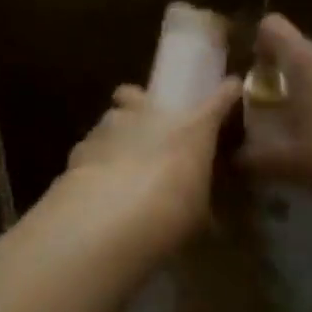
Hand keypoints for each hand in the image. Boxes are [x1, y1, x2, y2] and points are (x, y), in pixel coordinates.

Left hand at [64, 78, 240, 251]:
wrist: (110, 219)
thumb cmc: (171, 213)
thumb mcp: (199, 218)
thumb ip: (202, 208)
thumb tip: (212, 222)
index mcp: (191, 128)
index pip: (219, 100)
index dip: (226, 94)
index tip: (230, 89)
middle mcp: (150, 115)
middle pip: (138, 93)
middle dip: (140, 102)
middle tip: (147, 126)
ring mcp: (111, 126)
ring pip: (113, 117)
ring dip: (117, 133)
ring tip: (119, 160)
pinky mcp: (81, 146)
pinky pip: (91, 146)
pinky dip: (96, 159)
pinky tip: (96, 181)